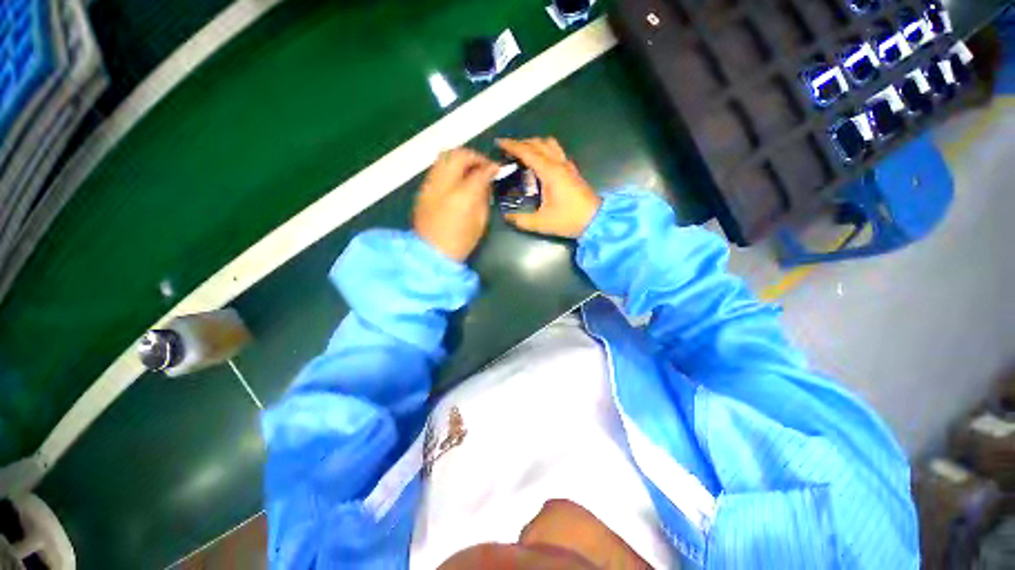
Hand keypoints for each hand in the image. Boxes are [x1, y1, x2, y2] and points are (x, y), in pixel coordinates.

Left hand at [414, 148, 499, 261]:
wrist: (430, 254)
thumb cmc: (460, 243)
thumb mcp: (480, 222)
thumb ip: (484, 197)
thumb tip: (486, 181)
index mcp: (463, 196)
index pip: (479, 171)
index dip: (490, 166)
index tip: (497, 168)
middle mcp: (444, 184)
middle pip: (458, 155)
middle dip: (474, 156)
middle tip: (484, 165)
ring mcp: (430, 185)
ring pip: (444, 157)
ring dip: (460, 158)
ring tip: (470, 169)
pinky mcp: (422, 189)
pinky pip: (437, 168)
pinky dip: (449, 167)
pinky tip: (457, 178)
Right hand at [496, 138, 600, 238]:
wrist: (595, 220)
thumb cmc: (568, 220)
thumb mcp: (541, 223)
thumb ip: (521, 219)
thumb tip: (507, 216)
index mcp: (550, 172)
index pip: (528, 152)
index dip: (512, 146)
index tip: (499, 143)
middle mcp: (559, 163)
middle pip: (538, 143)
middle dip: (521, 143)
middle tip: (508, 151)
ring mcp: (567, 165)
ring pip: (550, 144)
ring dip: (535, 144)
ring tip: (523, 154)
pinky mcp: (572, 171)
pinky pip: (556, 152)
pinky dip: (544, 151)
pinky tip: (539, 163)